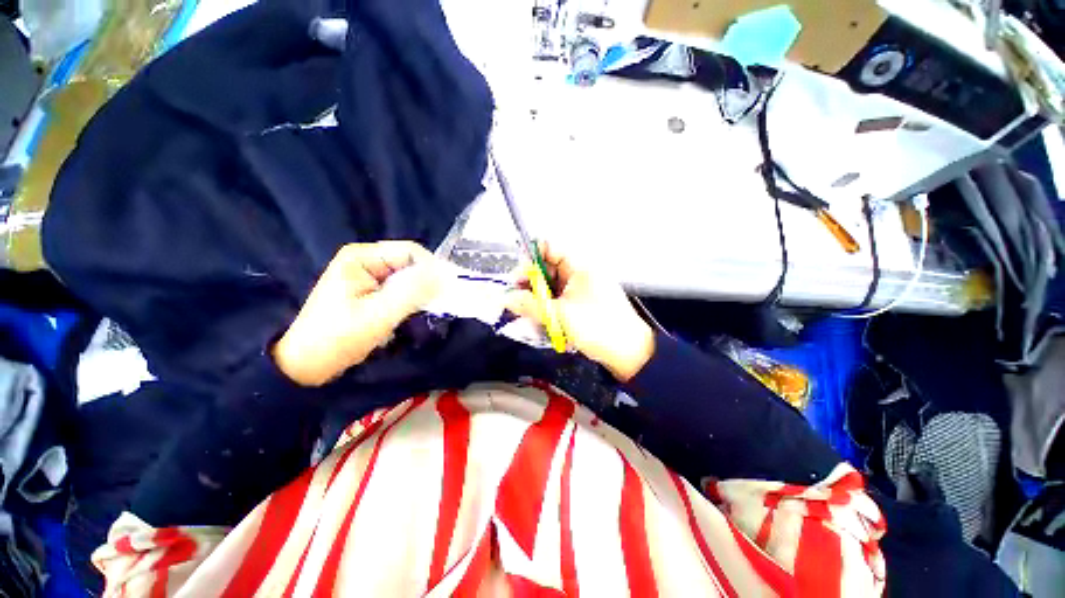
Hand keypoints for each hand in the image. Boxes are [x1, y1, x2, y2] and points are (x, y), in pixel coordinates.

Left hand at [273, 241, 441, 385]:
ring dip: (421, 293)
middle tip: (441, 302)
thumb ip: (412, 292)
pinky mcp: (372, 292)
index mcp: (362, 257)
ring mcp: (369, 277)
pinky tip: (413, 314)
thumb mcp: (379, 315)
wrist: (307, 365)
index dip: (432, 267)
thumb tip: (445, 274)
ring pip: (408, 278)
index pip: (410, 251)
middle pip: (410, 264)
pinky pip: (401, 290)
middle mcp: (366, 261)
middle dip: (427, 282)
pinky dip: (412, 301)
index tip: (449, 288)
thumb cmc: (339, 337)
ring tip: (428, 310)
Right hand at [506, 242, 654, 381]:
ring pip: (550, 288)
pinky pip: (558, 302)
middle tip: (517, 302)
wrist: (629, 353)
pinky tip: (544, 324)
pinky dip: (548, 310)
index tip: (517, 278)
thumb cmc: (599, 327)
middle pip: (546, 270)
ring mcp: (580, 290)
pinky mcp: (580, 305)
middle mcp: (578, 274)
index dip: (530, 259)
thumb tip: (506, 298)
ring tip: (530, 317)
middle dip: (530, 285)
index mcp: (579, 266)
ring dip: (538, 301)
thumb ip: (530, 305)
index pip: (548, 248)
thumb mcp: (560, 315)